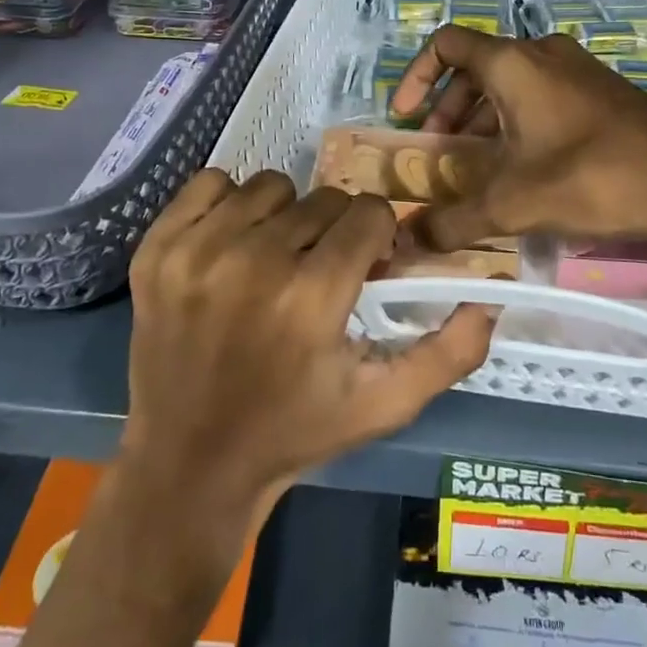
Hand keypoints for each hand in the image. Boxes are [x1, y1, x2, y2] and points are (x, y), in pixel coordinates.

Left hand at [122, 169, 494, 510]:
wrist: (189, 462)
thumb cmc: (294, 431)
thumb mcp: (383, 405)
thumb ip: (448, 352)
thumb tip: (489, 296)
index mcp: (311, 298)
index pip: (368, 214)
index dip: (376, 239)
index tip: (363, 269)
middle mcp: (253, 262)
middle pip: (324, 199)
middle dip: (335, 231)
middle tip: (319, 273)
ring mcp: (196, 251)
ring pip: (271, 186)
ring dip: (285, 217)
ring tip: (275, 261)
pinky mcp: (157, 247)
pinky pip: (210, 183)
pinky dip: (229, 206)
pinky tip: (231, 247)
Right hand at [388, 25, 646, 250]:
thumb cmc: (594, 178)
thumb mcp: (514, 204)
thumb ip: (453, 221)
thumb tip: (408, 239)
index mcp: (514, 63)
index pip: (447, 45)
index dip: (416, 75)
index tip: (405, 118)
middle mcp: (543, 54)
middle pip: (475, 68)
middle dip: (447, 109)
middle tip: (439, 154)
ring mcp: (576, 70)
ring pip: (509, 83)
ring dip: (481, 119)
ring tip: (475, 168)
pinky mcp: (599, 91)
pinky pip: (540, 95)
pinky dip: (515, 122)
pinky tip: (521, 168)